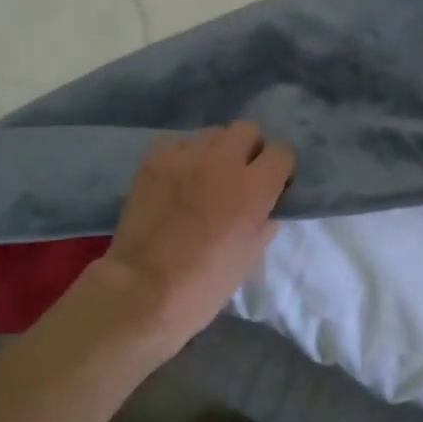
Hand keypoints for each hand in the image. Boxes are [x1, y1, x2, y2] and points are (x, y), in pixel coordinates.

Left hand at [95, 123, 294, 351]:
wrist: (141, 291)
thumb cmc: (204, 284)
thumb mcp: (251, 257)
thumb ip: (265, 220)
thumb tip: (267, 205)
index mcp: (254, 187)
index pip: (281, 151)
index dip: (279, 168)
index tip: (272, 185)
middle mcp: (224, 161)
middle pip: (248, 130)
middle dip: (249, 150)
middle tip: (239, 178)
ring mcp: (186, 155)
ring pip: (213, 134)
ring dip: (216, 152)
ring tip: (204, 178)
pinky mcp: (156, 158)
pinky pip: (179, 144)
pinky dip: (183, 158)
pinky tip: (176, 182)